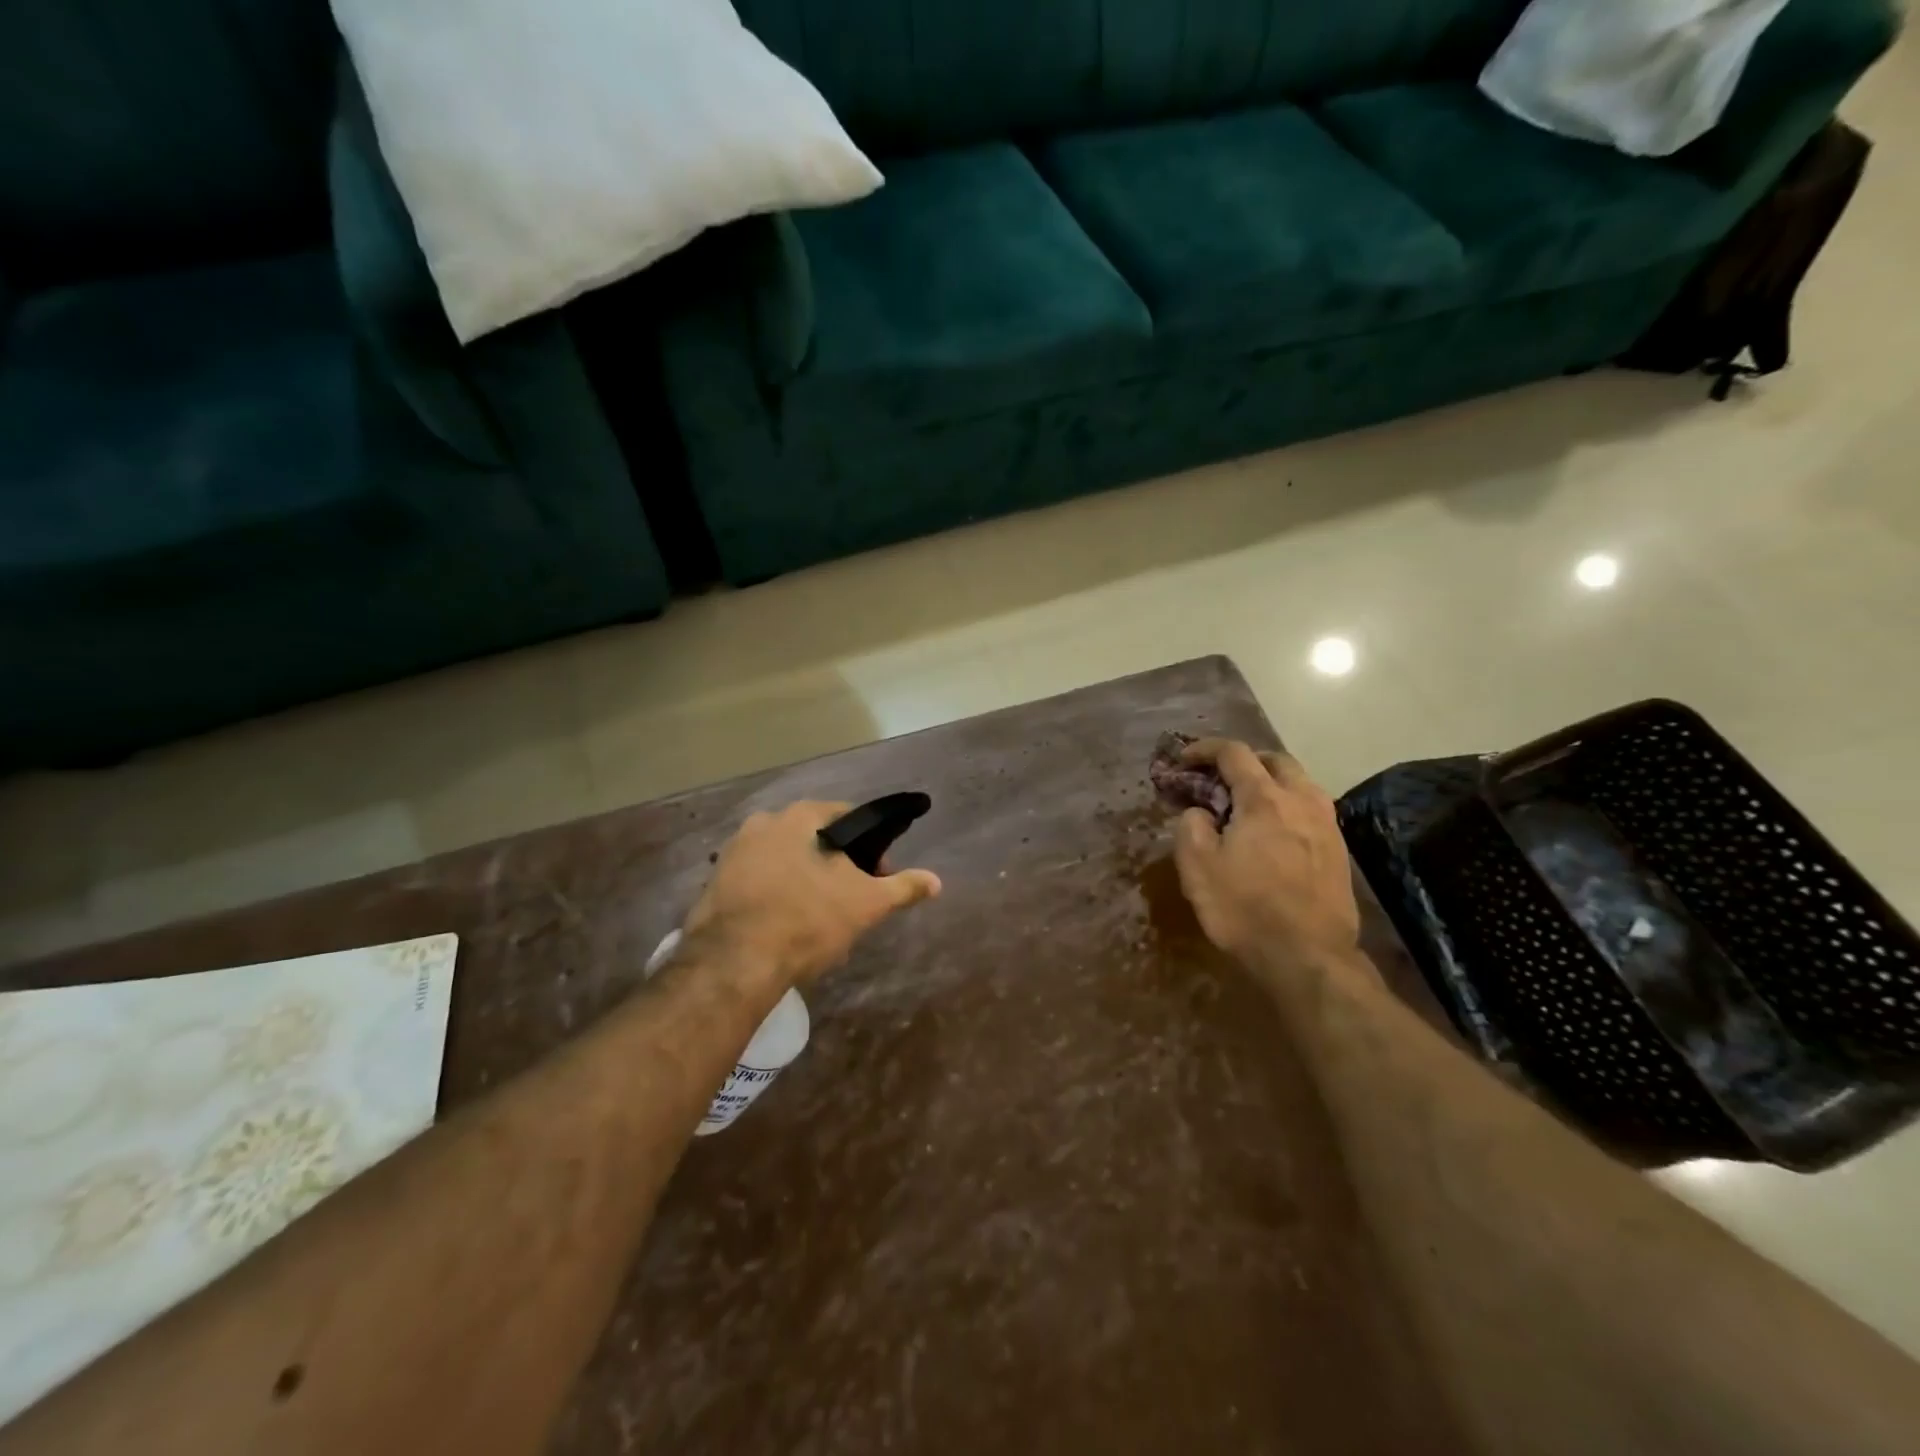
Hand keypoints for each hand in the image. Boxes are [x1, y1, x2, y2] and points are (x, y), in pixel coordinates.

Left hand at [685, 801, 941, 987]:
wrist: (735, 963)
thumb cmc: (808, 919)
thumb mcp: (866, 904)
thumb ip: (902, 887)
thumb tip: (936, 881)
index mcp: (799, 816)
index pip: (846, 817)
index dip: (869, 845)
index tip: (877, 874)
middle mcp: (762, 823)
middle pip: (812, 838)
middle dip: (834, 863)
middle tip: (849, 897)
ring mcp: (733, 853)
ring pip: (783, 859)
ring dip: (802, 878)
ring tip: (817, 914)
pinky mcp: (713, 885)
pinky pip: (757, 881)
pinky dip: (774, 894)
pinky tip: (784, 923)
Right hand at [1171, 740, 1361, 976]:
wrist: (1307, 958)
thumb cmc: (1244, 909)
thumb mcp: (1197, 867)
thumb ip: (1191, 826)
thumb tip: (1199, 812)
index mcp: (1263, 799)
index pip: (1234, 752)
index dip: (1204, 749)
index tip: (1184, 760)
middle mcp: (1301, 801)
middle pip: (1275, 760)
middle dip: (1244, 760)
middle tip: (1219, 779)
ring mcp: (1326, 825)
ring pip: (1300, 783)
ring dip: (1271, 781)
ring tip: (1248, 803)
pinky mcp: (1339, 850)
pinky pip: (1312, 809)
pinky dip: (1288, 805)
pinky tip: (1275, 832)